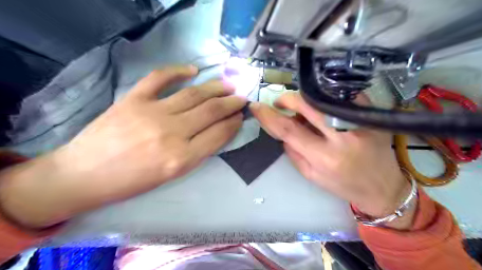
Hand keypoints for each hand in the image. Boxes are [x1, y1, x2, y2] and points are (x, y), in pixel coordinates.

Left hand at [1, 65, 245, 227]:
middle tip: (241, 98)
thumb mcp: (172, 175)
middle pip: (211, 111)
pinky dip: (178, 70)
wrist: (84, 175)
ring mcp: (152, 112)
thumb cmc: (132, 182)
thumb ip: (197, 152)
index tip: (241, 115)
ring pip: (193, 94)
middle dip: (231, 103)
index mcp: (182, 158)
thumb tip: (217, 131)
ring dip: (215, 87)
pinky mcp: (133, 99)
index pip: (219, 134)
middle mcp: (171, 134)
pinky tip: (193, 70)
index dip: (234, 122)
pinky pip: (160, 78)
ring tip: (228, 85)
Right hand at [251, 93, 415, 229]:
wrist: (384, 187)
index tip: (257, 107)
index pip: (289, 130)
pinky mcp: (370, 114)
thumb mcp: (311, 175)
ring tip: (302, 110)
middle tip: (281, 104)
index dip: (269, 116)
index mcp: (325, 157)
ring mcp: (359, 122)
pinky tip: (322, 108)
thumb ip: (292, 152)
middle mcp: (342, 136)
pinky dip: (324, 99)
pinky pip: (340, 96)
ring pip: (322, 97)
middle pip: (307, 104)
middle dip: (288, 99)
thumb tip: (281, 131)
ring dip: (305, 99)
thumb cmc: (344, 185)